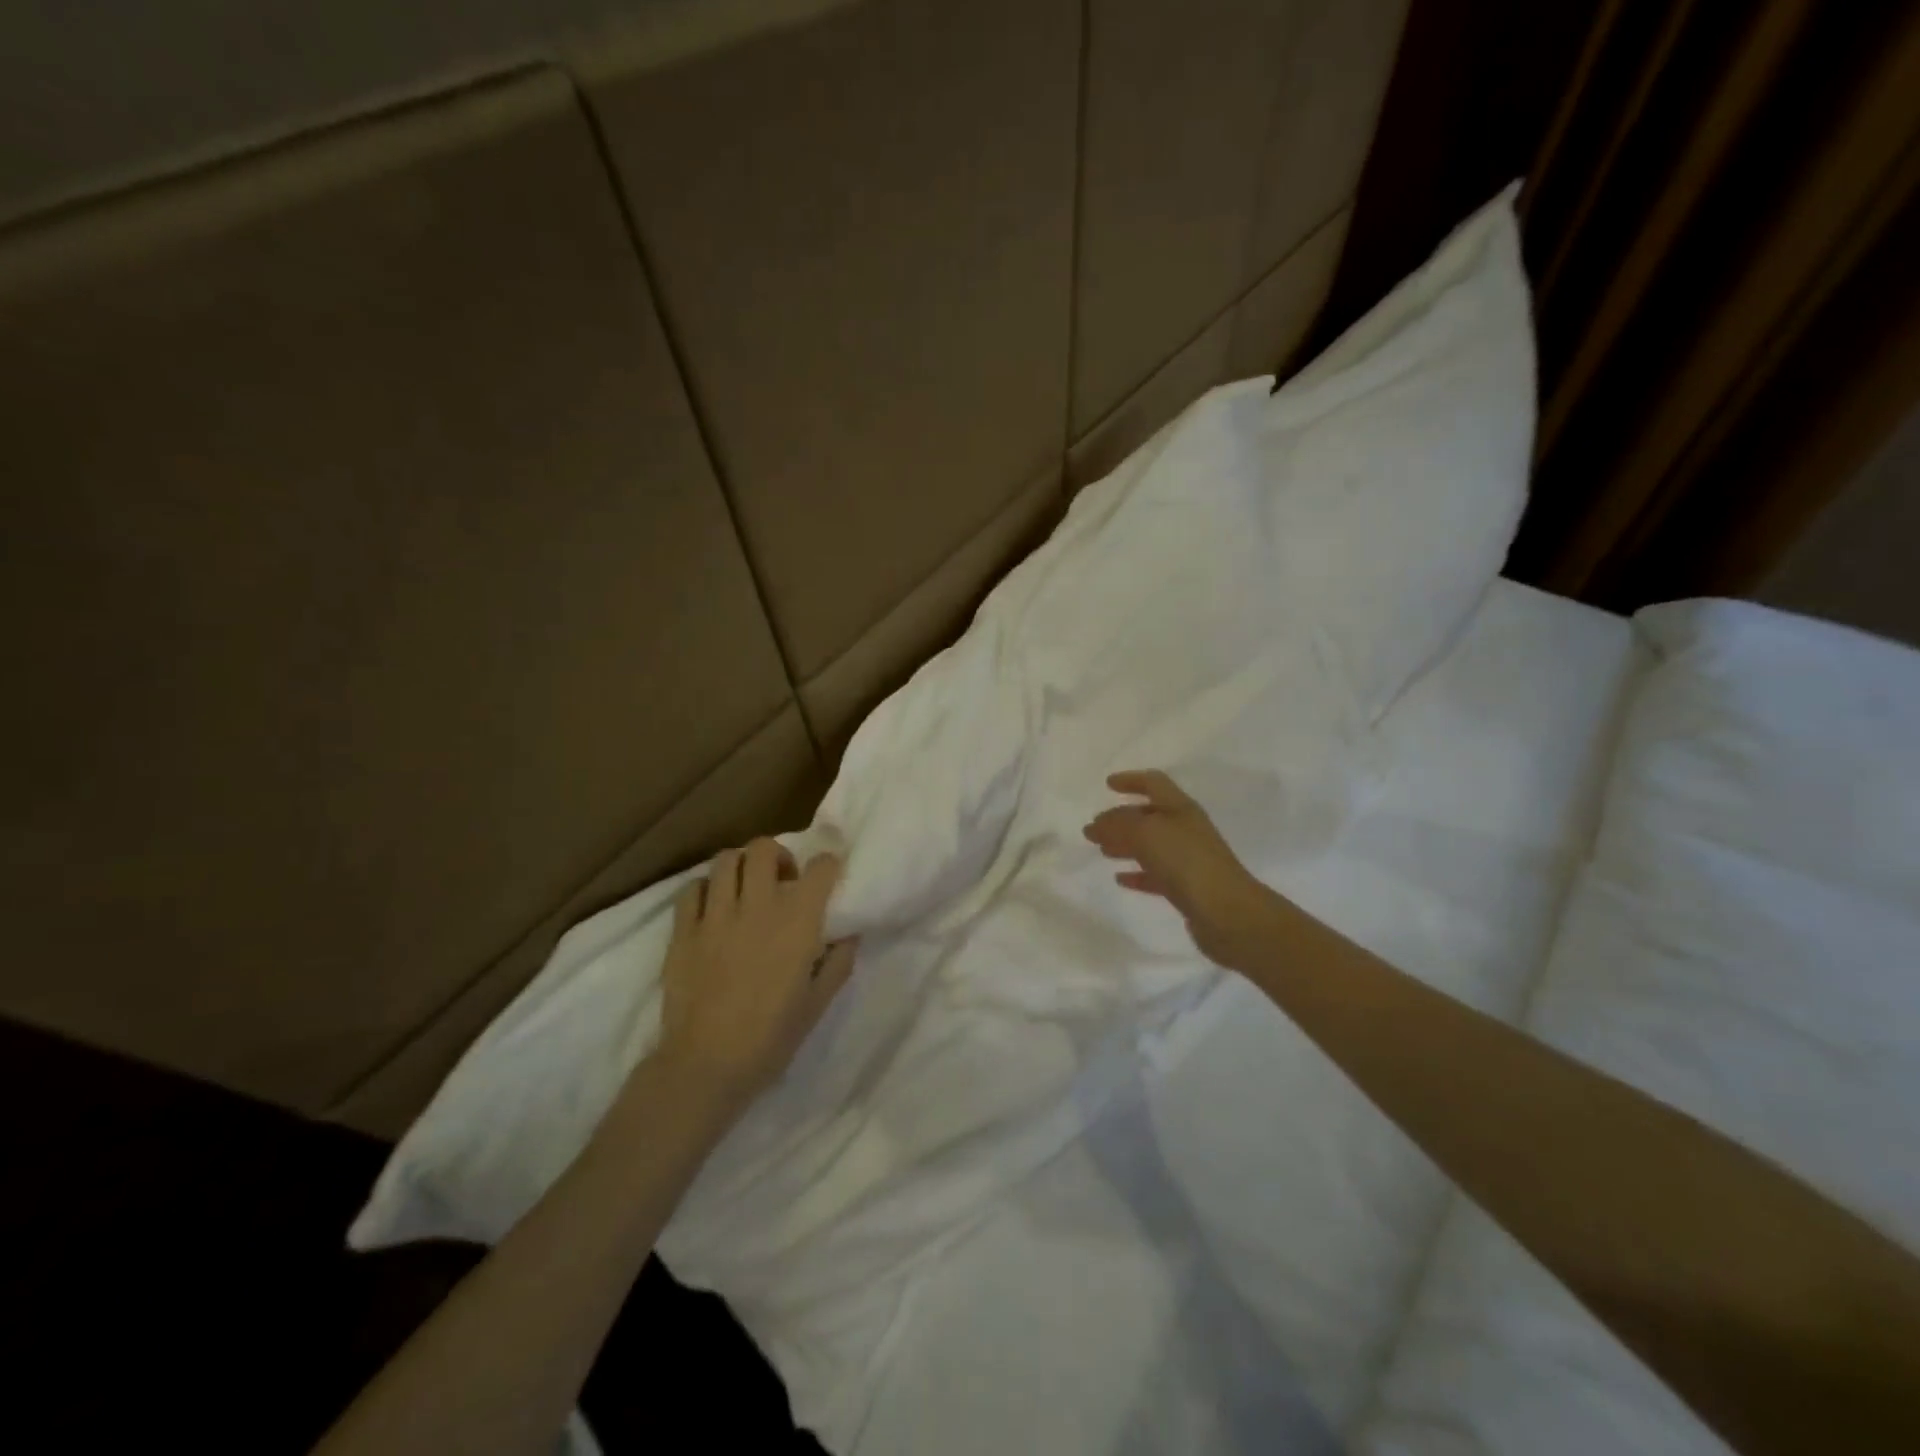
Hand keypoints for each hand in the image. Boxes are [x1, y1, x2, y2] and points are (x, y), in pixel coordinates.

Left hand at [654, 839, 856, 1113]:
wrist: (706, 1065)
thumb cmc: (771, 1038)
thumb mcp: (818, 1004)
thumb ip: (838, 962)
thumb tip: (849, 934)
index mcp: (797, 922)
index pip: (820, 868)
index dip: (828, 865)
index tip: (828, 876)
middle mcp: (757, 906)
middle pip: (764, 848)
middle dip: (778, 855)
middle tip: (782, 880)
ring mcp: (715, 915)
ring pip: (726, 860)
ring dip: (741, 866)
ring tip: (745, 889)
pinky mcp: (683, 930)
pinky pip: (692, 889)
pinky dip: (706, 889)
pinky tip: (713, 908)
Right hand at [1083, 770, 1282, 969]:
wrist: (1226, 913)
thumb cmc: (1186, 862)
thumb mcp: (1146, 833)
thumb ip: (1118, 824)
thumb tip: (1097, 824)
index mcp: (1180, 808)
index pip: (1154, 783)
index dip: (1131, 780)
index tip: (1108, 784)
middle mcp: (1186, 829)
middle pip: (1149, 816)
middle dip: (1121, 818)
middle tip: (1094, 827)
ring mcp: (1188, 859)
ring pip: (1151, 845)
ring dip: (1125, 844)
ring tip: (1102, 850)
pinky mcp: (1187, 888)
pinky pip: (1156, 875)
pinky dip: (1137, 873)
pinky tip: (1120, 879)